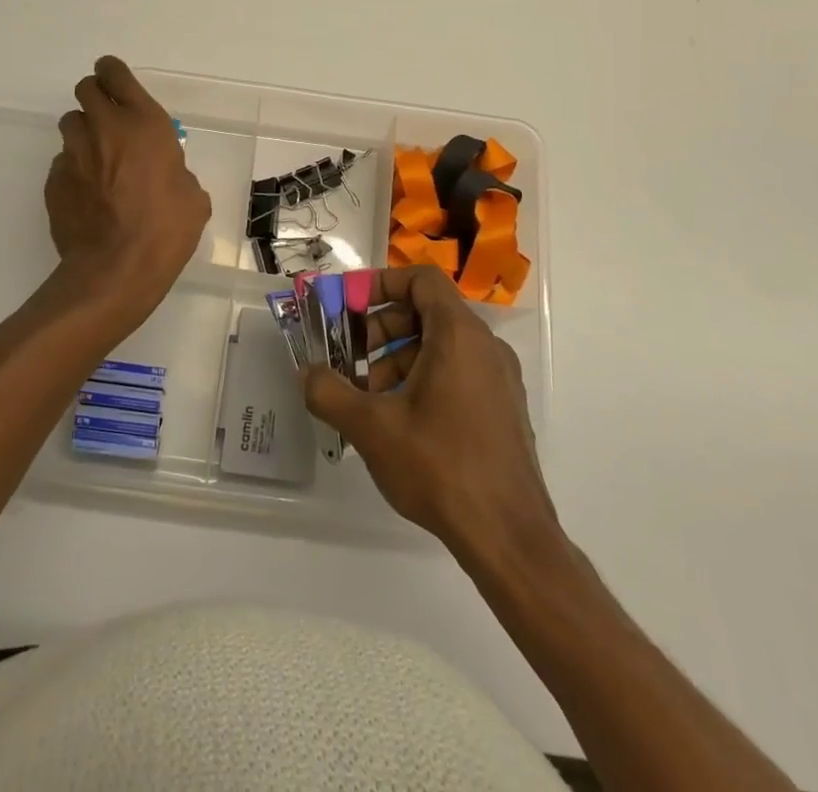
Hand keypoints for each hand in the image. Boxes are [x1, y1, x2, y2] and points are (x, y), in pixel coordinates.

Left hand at [45, 57, 210, 317]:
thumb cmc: (167, 229)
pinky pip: (62, 162)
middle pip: (86, 89)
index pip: (116, 74)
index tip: (114, 80)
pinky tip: (87, 194)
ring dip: (83, 132)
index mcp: (144, 123)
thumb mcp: (192, 196)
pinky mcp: (54, 181)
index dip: (112, 72)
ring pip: (70, 124)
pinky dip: (73, 169)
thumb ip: (177, 172)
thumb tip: (168, 176)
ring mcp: (74, 153)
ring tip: (97, 157)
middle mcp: (105, 128)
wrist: (117, 270)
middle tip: (108, 118)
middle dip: (96, 97)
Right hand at [303, 265, 558, 562]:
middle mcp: (485, 346)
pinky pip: (458, 371)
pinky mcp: (502, 408)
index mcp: (459, 334)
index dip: (381, 283)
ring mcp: (499, 378)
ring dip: (399, 357)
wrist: (509, 537)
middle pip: (427, 311)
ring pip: (441, 345)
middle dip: (382, 327)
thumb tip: (308, 373)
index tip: (349, 307)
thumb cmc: (440, 467)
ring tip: (369, 396)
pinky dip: (424, 377)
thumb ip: (330, 393)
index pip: (421, 279)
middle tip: (351, 357)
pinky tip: (400, 420)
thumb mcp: (372, 428)